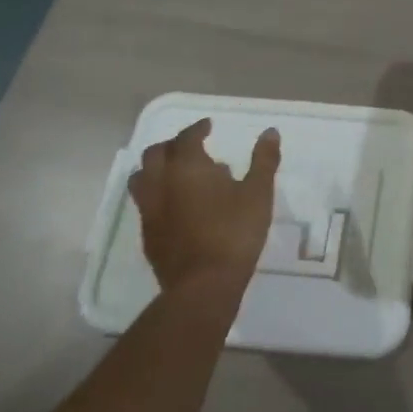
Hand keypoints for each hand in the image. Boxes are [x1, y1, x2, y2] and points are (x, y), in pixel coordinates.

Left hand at [129, 119, 279, 294]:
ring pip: (142, 178)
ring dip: (156, 169)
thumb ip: (264, 160)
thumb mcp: (258, 193)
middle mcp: (161, 183)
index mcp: (187, 167)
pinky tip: (177, 206)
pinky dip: (157, 194)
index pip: (186, 137)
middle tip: (191, 147)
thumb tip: (270, 132)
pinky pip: (145, 204)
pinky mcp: (147, 235)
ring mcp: (149, 210)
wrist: (203, 285)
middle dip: (172, 145)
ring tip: (177, 174)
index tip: (208, 127)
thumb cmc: (234, 232)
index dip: (197, 129)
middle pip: (155, 154)